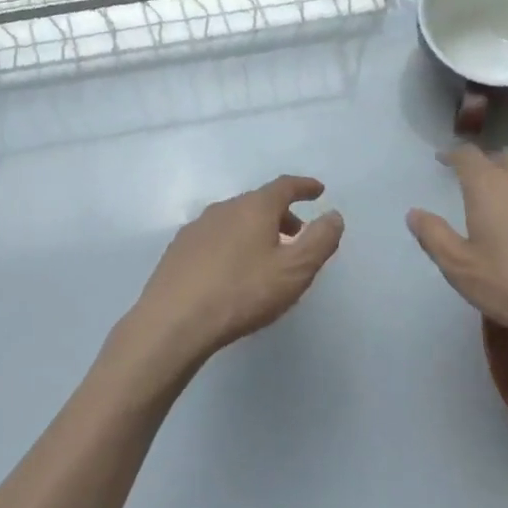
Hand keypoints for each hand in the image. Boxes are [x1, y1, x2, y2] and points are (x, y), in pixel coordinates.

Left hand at [126, 175, 344, 370]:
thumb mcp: (294, 270)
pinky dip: (233, 244)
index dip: (304, 187)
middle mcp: (224, 208)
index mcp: (254, 207)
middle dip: (282, 215)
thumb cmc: (242, 292)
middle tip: (298, 235)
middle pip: (259, 203)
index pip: (285, 186)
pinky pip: (215, 238)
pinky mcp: (178, 250)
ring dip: (256, 231)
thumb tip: (333, 215)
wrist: (173, 322)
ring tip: (267, 256)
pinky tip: (232, 271)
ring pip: (235, 220)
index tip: (318, 191)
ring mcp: (197, 228)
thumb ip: (320, 240)